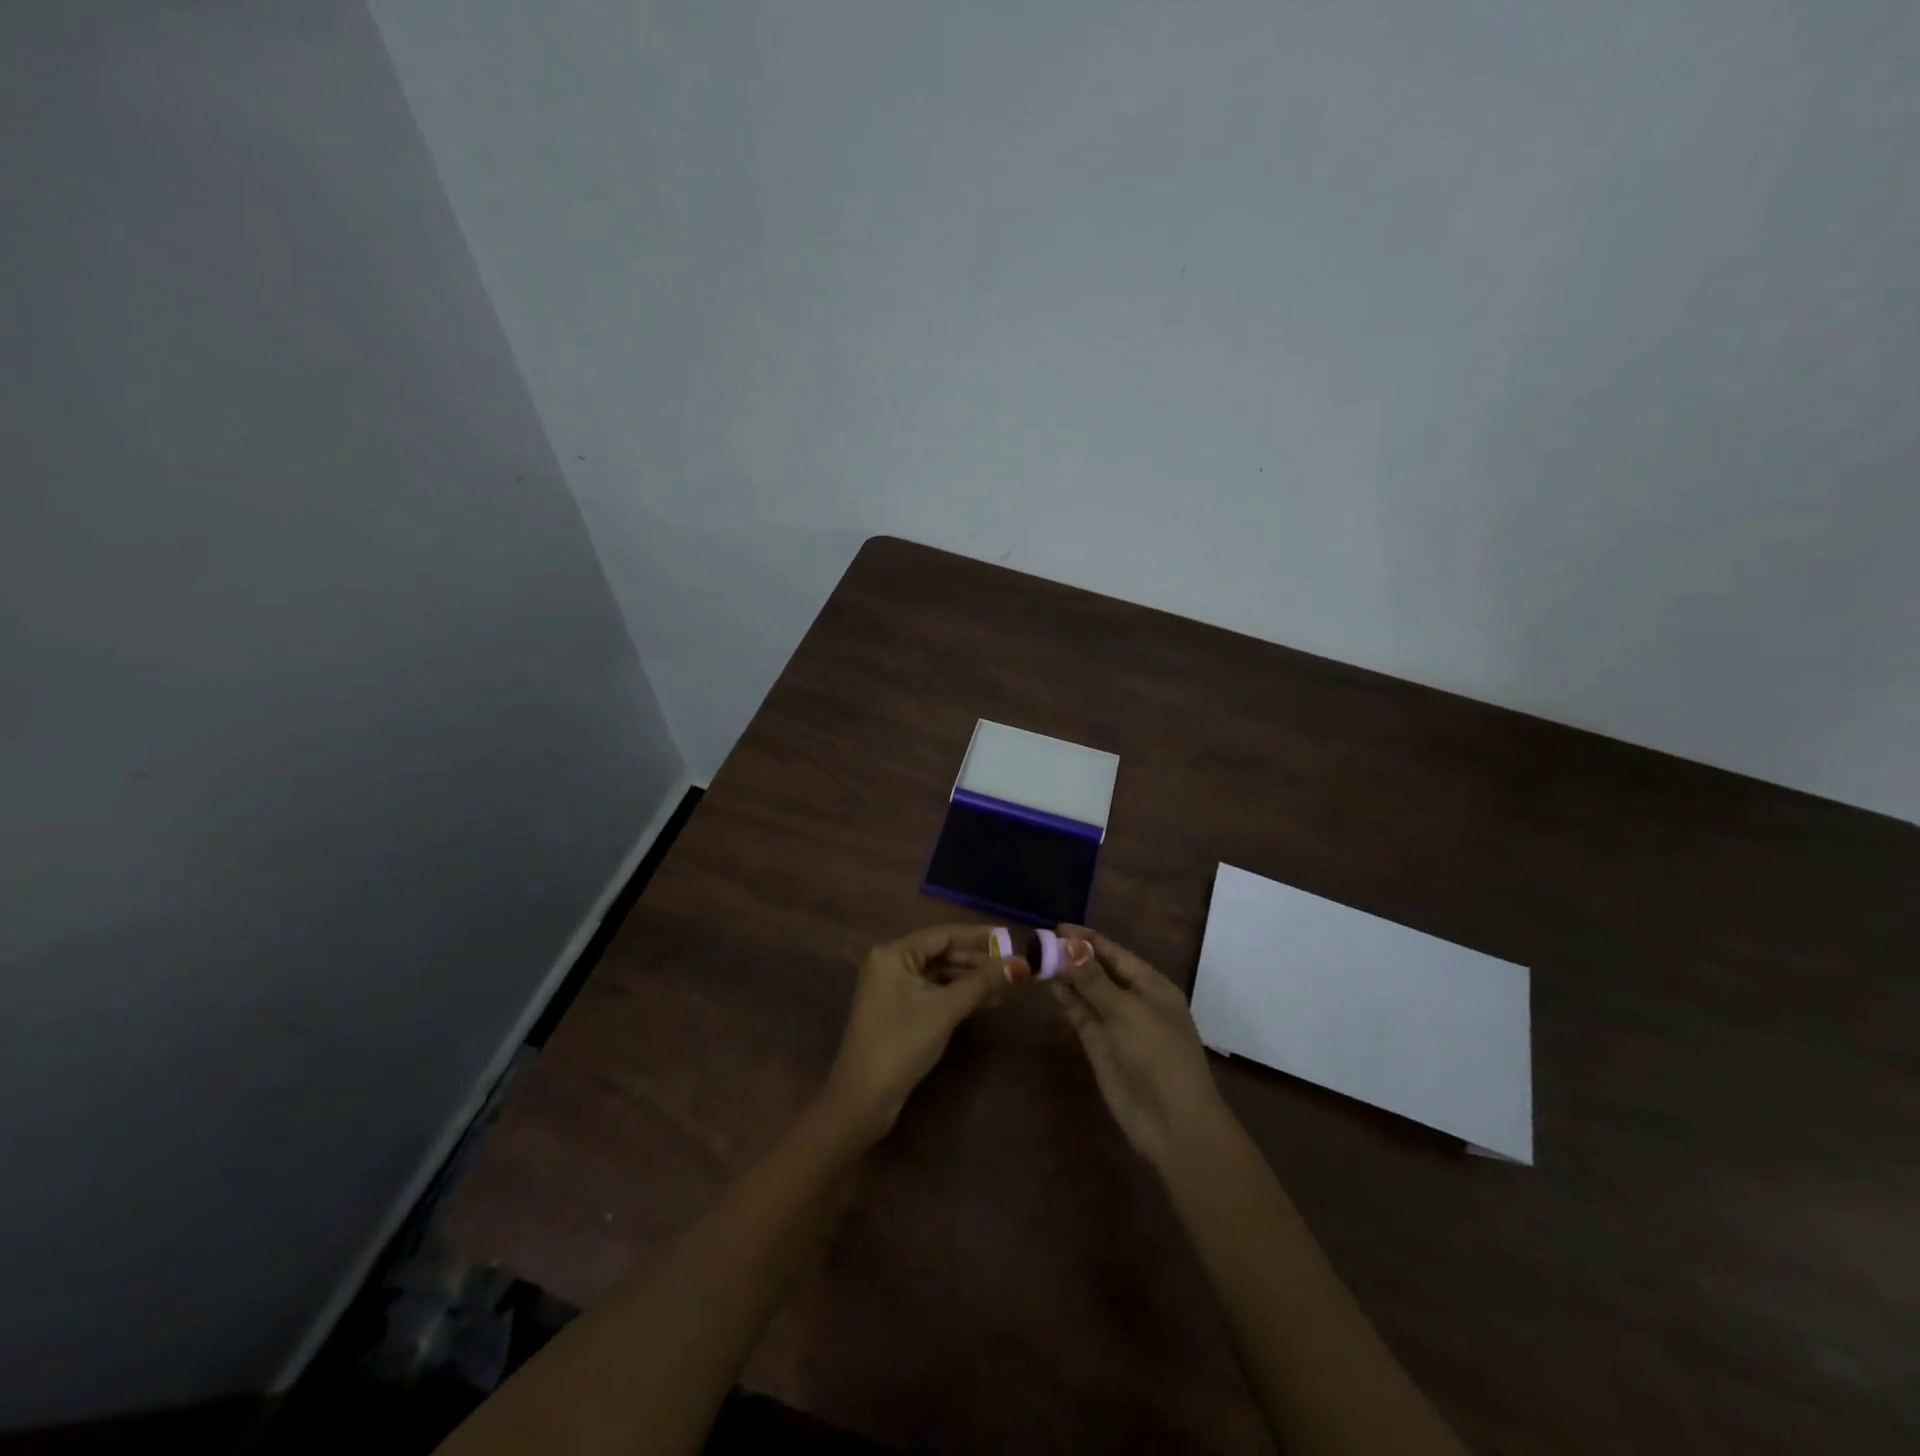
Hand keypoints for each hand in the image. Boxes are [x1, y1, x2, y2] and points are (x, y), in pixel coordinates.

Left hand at [822, 924, 1013, 1145]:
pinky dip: (954, 994)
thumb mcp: (946, 1009)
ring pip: (937, 973)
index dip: (978, 937)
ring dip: (968, 979)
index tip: (1010, 939)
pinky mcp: (895, 1009)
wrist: (863, 1097)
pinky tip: (982, 1001)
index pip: (942, 935)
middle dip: (976, 961)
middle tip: (1012, 966)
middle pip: (940, 953)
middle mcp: (889, 963)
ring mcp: (890, 987)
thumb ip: (981, 982)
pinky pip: (930, 991)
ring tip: (1004, 987)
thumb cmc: (903, 1043)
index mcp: (893, 953)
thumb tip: (1018, 964)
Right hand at [1051, 926, 1226, 1171]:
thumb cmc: (1158, 1055)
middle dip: (1073, 956)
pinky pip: (1082, 1016)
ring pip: (1088, 993)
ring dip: (1067, 977)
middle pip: (1099, 971)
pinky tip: (1051, 985)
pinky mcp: (1101, 1047)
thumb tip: (1068, 944)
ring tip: (1039, 958)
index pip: (1115, 953)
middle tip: (1039, 941)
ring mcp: (1116, 1024)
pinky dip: (1068, 1001)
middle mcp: (1134, 1000)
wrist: (1172, 1122)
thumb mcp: (1127, 1011)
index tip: (1056, 927)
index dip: (1087, 940)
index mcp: (1152, 986)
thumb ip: (1094, 979)